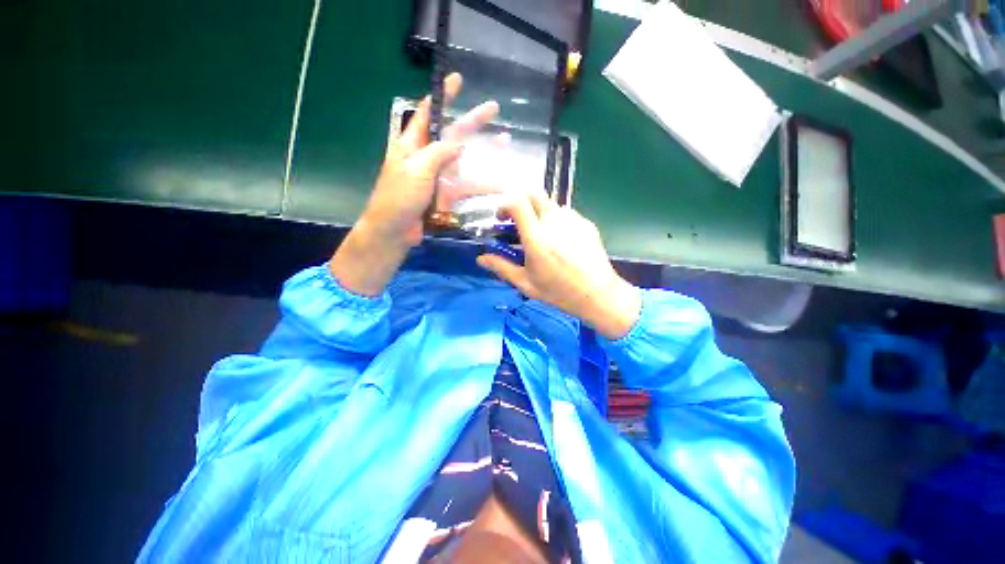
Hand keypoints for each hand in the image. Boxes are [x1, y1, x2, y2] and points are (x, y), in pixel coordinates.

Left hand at [360, 73, 499, 249]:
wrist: (395, 231)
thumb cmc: (399, 197)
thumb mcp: (416, 170)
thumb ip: (438, 153)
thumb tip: (459, 143)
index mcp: (413, 144)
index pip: (429, 113)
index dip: (443, 96)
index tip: (457, 80)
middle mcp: (428, 157)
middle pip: (453, 134)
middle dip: (473, 121)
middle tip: (494, 108)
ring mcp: (439, 177)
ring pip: (466, 161)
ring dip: (485, 152)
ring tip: (505, 141)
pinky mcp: (447, 195)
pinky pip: (467, 186)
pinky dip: (483, 185)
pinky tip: (500, 183)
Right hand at [477, 192, 641, 339]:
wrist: (598, 294)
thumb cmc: (559, 292)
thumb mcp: (526, 283)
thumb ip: (502, 267)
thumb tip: (481, 259)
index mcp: (537, 238)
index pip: (517, 202)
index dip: (504, 204)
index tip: (501, 218)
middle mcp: (555, 222)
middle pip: (534, 193)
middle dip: (520, 201)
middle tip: (516, 220)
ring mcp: (573, 220)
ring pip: (550, 204)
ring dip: (538, 213)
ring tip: (540, 236)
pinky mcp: (586, 223)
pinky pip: (565, 213)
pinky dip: (556, 220)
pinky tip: (560, 241)